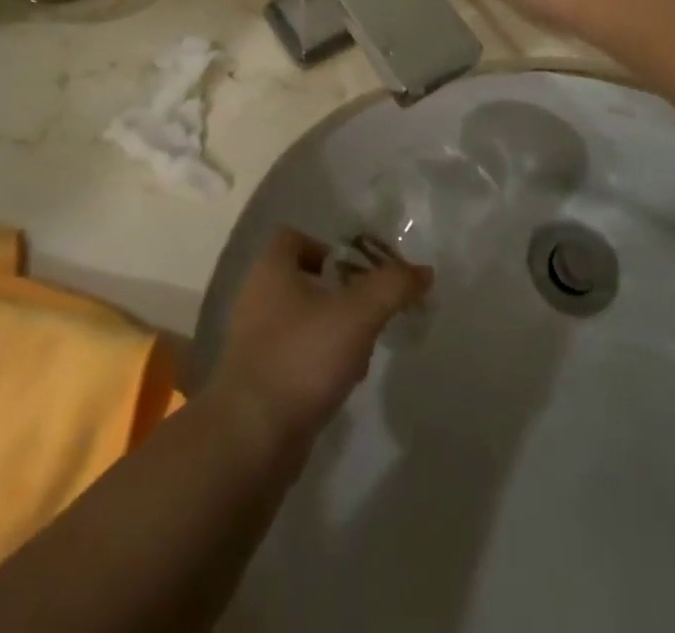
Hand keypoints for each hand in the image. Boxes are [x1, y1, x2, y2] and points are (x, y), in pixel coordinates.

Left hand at [204, 228, 428, 454]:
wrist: (251, 438)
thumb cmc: (302, 357)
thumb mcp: (358, 314)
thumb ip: (392, 287)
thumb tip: (424, 271)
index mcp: (271, 269)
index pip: (294, 237)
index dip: (327, 247)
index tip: (357, 271)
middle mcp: (256, 297)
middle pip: (303, 279)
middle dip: (340, 294)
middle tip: (369, 312)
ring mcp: (253, 340)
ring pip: (302, 320)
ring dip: (333, 331)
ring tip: (361, 353)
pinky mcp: (258, 379)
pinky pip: (294, 356)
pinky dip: (318, 363)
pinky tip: (341, 383)